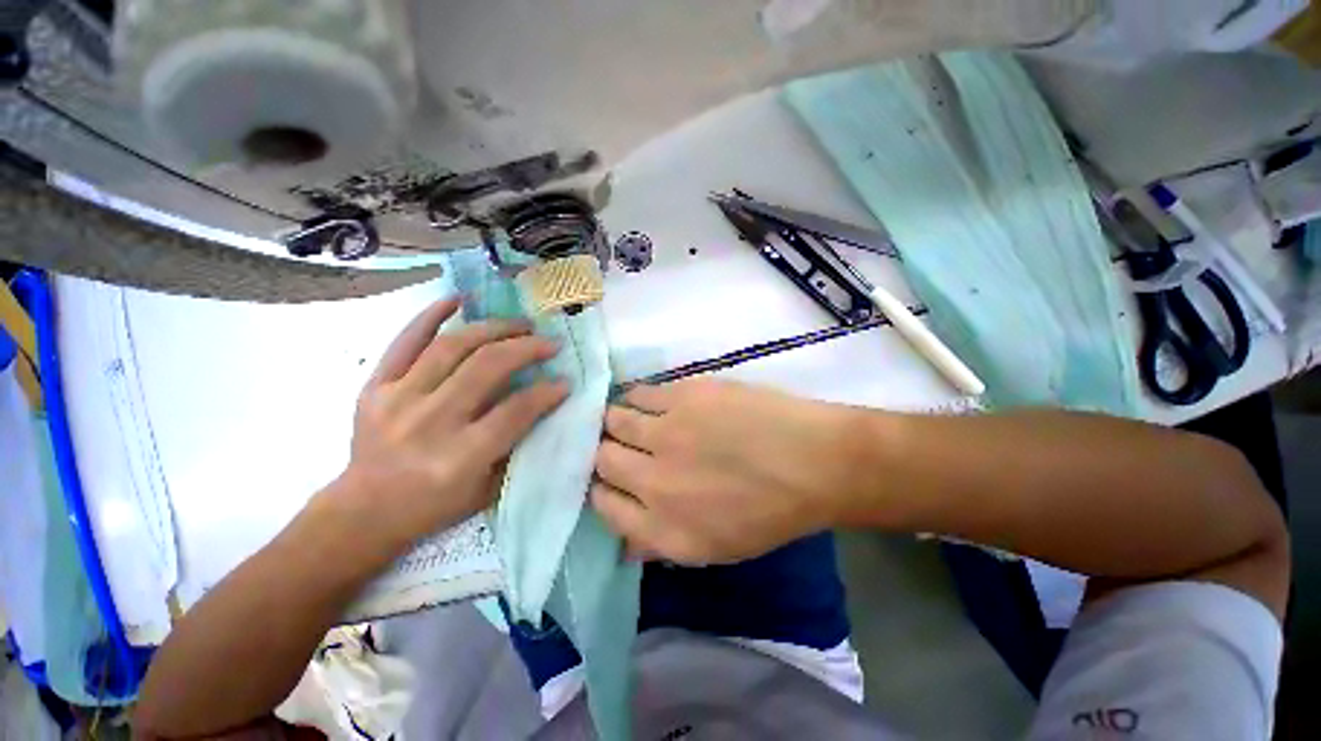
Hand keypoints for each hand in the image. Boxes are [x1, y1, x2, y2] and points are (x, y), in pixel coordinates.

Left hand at [328, 298, 567, 552]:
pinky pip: (405, 341)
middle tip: (549, 343)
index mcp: (460, 456)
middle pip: (486, 368)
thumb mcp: (487, 488)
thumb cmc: (434, 505)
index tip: (566, 381)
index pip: (515, 411)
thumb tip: (544, 403)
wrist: (365, 510)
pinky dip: (431, 315)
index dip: (547, 392)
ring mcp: (398, 399)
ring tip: (520, 324)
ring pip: (452, 346)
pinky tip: (458, 299)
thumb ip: (517, 445)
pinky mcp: (374, 386)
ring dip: (494, 329)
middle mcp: (430, 422)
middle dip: (527, 349)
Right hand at [592, 378, 862, 564]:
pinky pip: (638, 393)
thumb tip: (625, 540)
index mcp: (662, 528)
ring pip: (613, 420)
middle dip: (604, 451)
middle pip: (602, 458)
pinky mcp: (681, 398)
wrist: (814, 462)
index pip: (604, 504)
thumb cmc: (771, 511)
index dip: (601, 487)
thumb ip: (661, 545)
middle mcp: (653, 482)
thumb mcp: (714, 549)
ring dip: (615, 420)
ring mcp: (665, 434)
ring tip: (627, 417)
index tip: (609, 477)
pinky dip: (634, 396)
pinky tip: (643, 398)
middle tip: (618, 443)